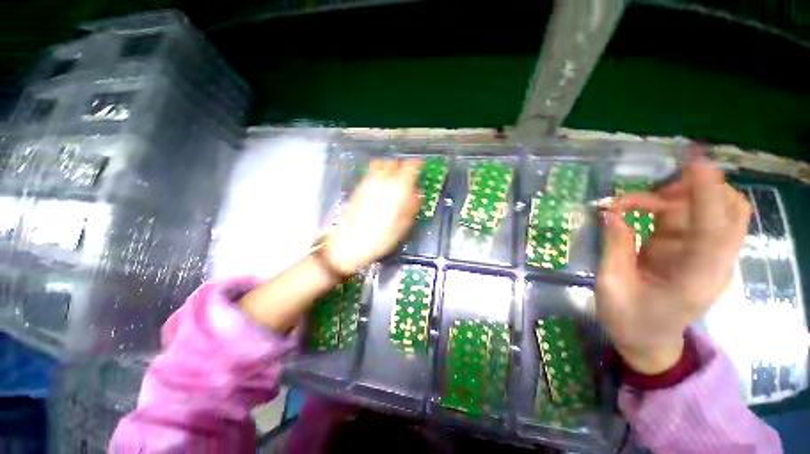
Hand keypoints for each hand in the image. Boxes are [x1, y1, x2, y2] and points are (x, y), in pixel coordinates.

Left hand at [323, 159, 422, 273]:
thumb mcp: (403, 225)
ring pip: (380, 165)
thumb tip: (417, 195)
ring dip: (390, 168)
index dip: (418, 165)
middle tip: (408, 176)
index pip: (410, 167)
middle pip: (393, 162)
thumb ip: (412, 206)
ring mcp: (367, 183)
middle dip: (402, 166)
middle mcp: (381, 181)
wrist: (349, 243)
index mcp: (396, 188)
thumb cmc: (379, 238)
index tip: (422, 167)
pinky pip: (371, 174)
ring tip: (394, 180)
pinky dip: (379, 175)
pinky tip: (381, 188)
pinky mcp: (358, 189)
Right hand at [596, 158, 750, 373]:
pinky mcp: (692, 250)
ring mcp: (705, 255)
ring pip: (712, 208)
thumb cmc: (629, 320)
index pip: (713, 230)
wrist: (648, 341)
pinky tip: (637, 209)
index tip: (694, 163)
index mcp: (694, 279)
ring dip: (676, 195)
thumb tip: (610, 213)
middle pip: (731, 211)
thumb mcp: (611, 286)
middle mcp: (712, 262)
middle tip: (649, 193)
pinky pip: (691, 215)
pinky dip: (666, 204)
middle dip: (696, 190)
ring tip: (631, 203)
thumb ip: (614, 248)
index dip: (706, 194)